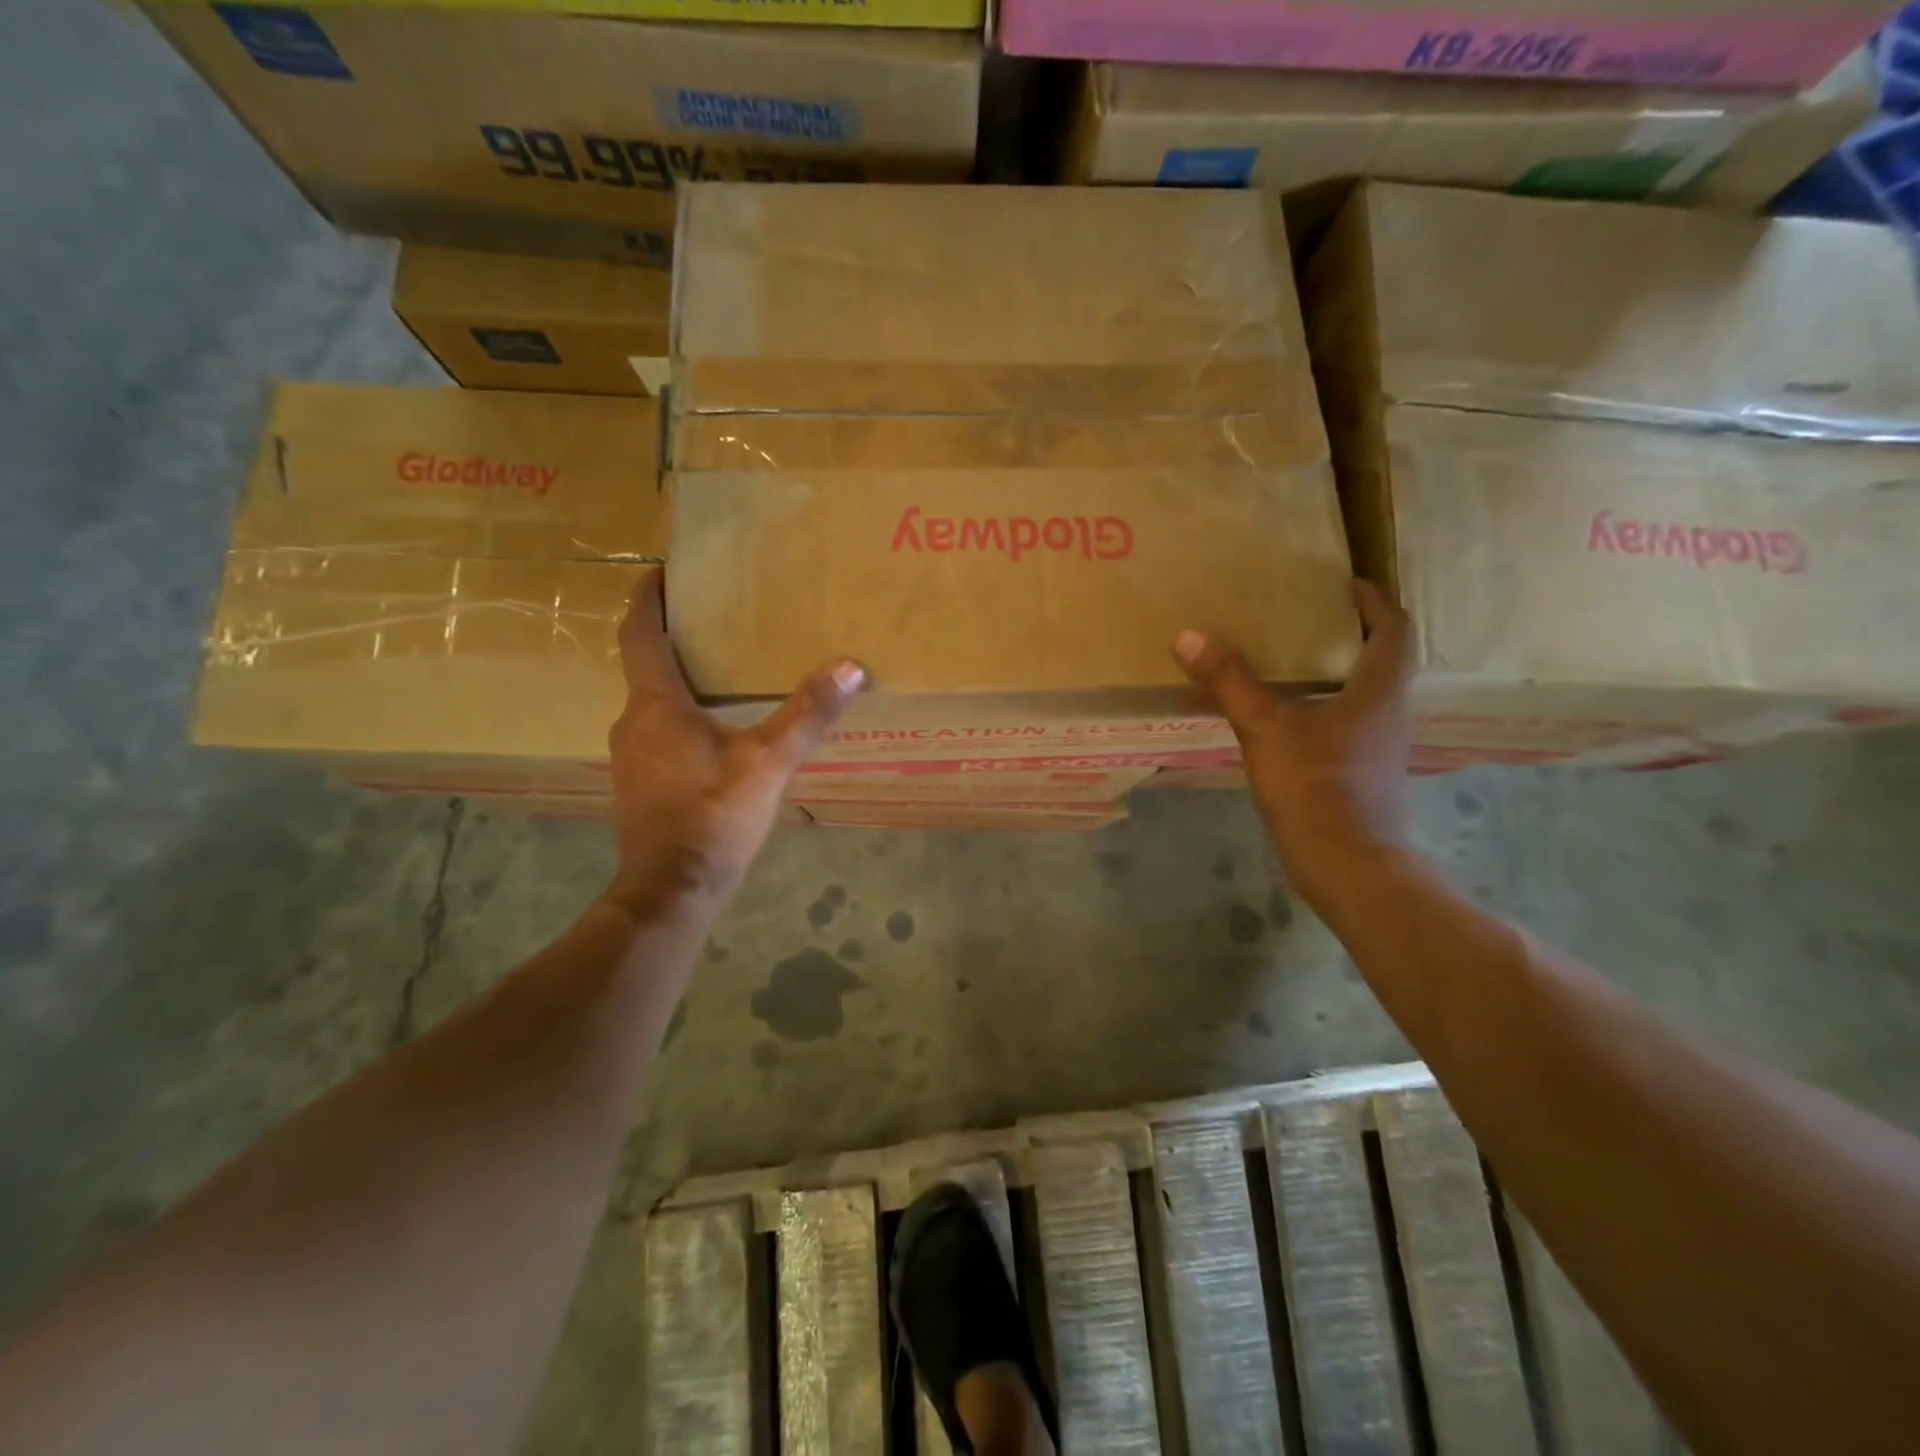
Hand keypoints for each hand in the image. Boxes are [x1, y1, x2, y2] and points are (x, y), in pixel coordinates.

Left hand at [605, 569, 864, 918]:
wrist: (670, 890)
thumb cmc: (712, 817)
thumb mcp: (768, 763)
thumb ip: (807, 714)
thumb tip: (850, 668)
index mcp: (655, 704)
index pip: (640, 633)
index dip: (647, 598)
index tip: (661, 571)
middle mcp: (631, 721)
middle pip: (645, 664)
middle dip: (672, 636)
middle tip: (712, 618)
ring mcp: (628, 755)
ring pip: (650, 700)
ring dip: (676, 679)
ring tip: (719, 669)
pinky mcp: (637, 781)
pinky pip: (654, 730)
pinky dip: (677, 714)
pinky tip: (712, 729)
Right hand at [1172, 579, 1413, 908]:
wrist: (1346, 866)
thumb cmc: (1316, 787)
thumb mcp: (1265, 727)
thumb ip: (1229, 681)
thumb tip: (1189, 635)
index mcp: (1378, 691)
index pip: (1392, 629)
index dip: (1372, 601)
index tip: (1344, 584)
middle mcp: (1388, 714)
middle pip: (1380, 660)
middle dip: (1349, 635)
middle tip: (1306, 619)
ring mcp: (1377, 749)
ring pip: (1362, 695)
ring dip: (1335, 674)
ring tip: (1289, 662)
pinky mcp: (1361, 776)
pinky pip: (1346, 726)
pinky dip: (1322, 709)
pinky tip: (1286, 719)